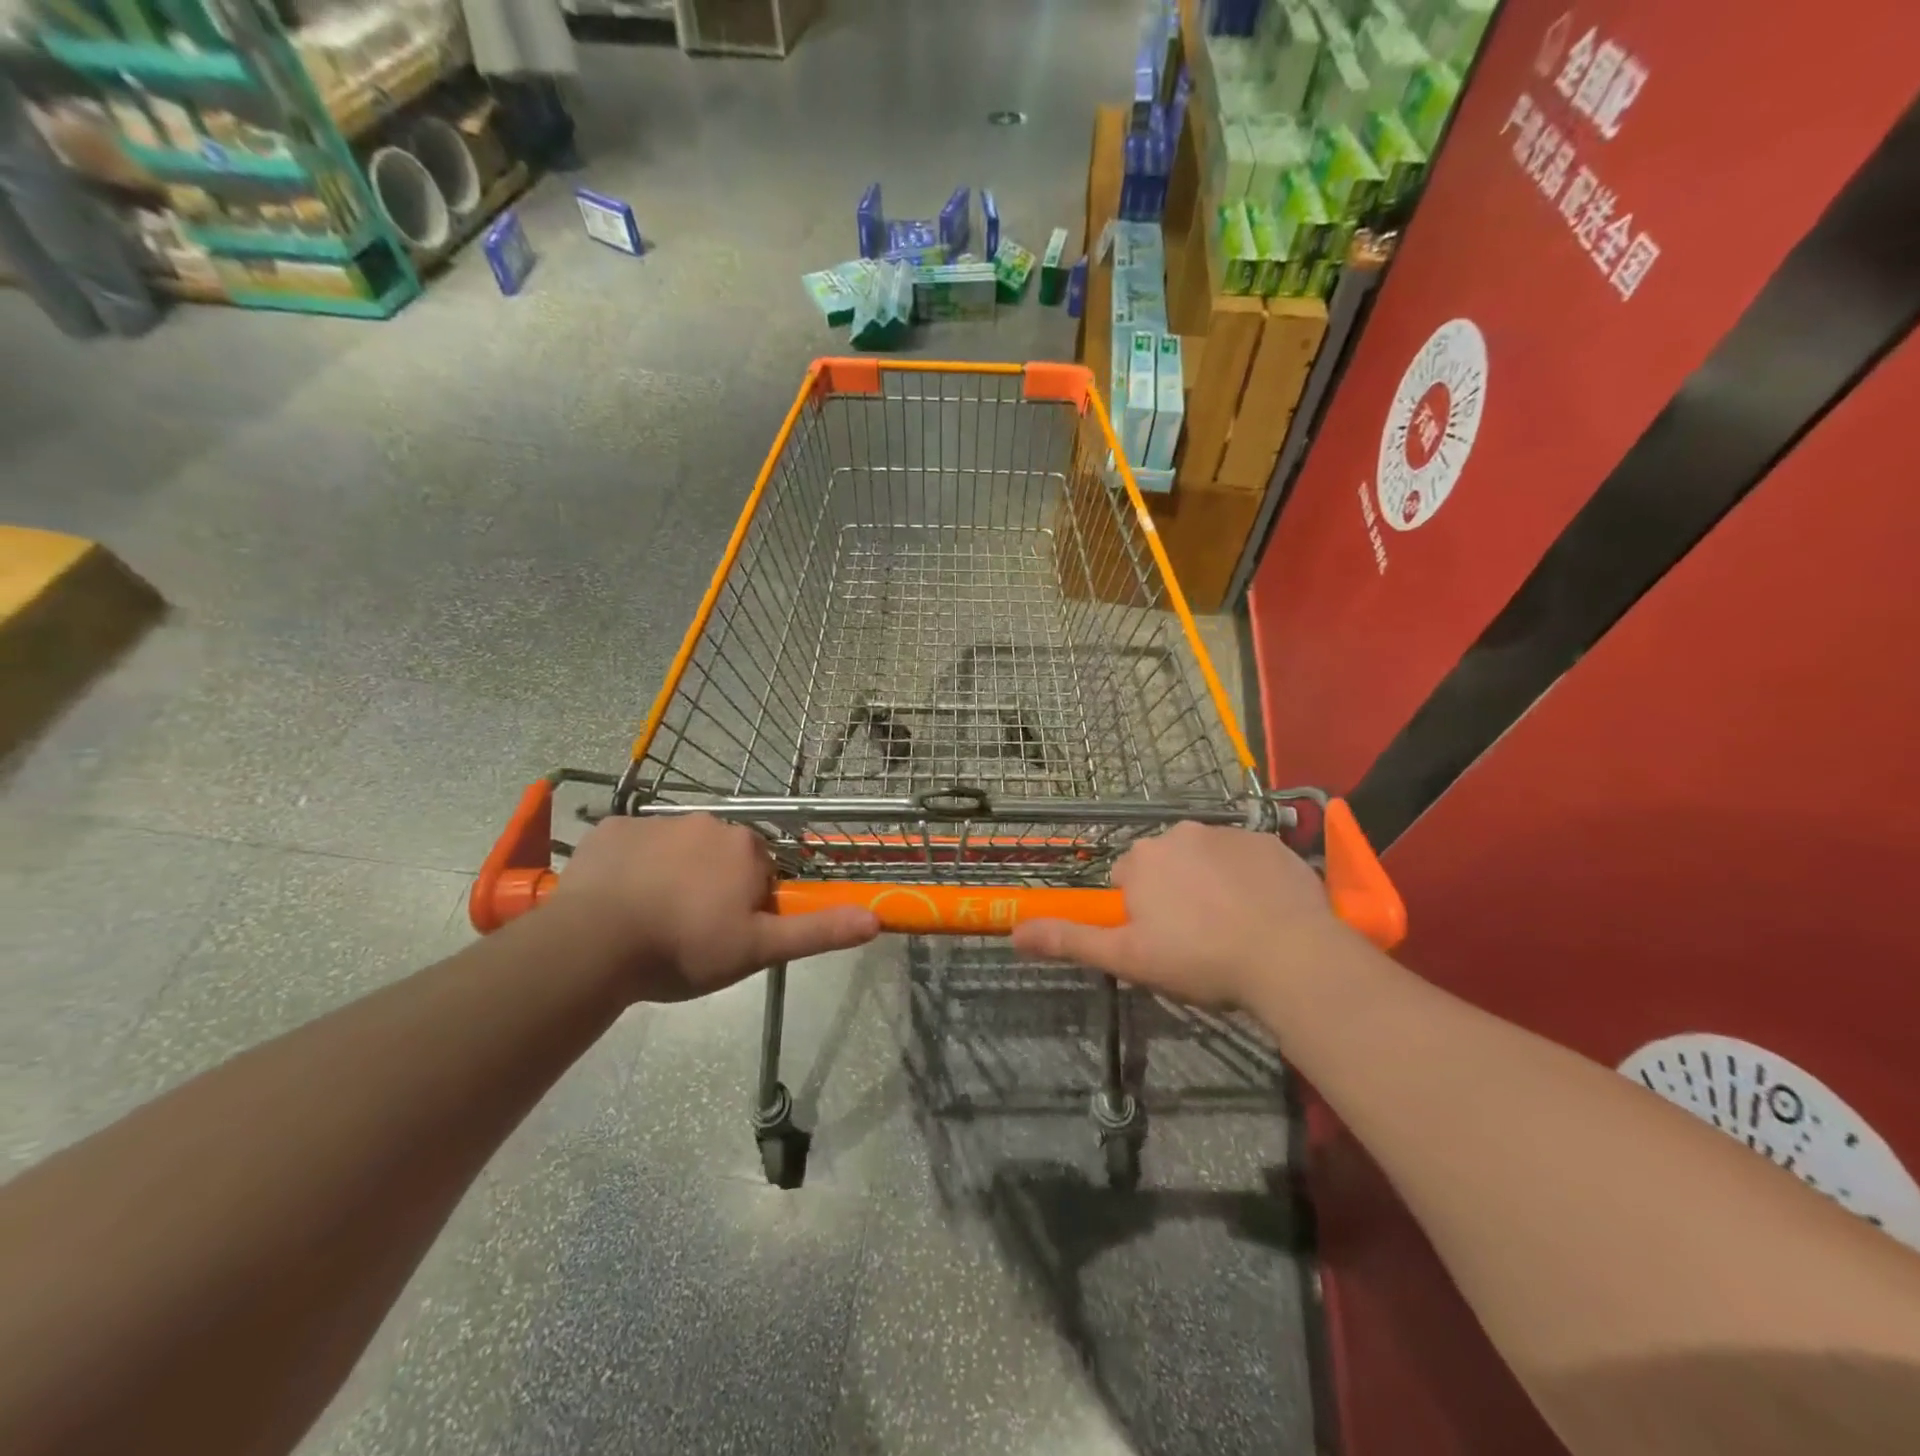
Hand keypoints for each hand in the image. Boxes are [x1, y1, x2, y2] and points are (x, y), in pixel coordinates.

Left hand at [544, 815, 879, 1001]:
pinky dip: (630, 867)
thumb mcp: (759, 949)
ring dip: (671, 874)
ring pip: (676, 849)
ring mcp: (656, 821)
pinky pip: (632, 846)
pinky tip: (617, 901)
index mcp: (746, 847)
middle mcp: (708, 822)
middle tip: (688, 930)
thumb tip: (876, 919)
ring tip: (648, 920)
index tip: (725, 933)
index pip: (760, 870)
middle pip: (719, 855)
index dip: (747, 903)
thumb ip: (818, 931)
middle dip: (711, 884)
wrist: (596, 944)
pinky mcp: (612, 829)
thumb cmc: (687, 947)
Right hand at [1010, 822, 1348, 1010]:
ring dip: (1210, 884)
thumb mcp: (1128, 958)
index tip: (1162, 942)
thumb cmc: (1200, 958)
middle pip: (1165, 864)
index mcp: (1142, 859)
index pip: (1127, 880)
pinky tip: (1264, 912)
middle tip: (1197, 939)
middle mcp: (1180, 832)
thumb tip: (1014, 932)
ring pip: (1206, 859)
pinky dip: (1248, 878)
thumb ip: (1070, 940)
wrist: (1290, 957)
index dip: (1140, 913)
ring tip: (1234, 929)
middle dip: (1174, 893)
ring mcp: (1229, 833)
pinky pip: (1247, 857)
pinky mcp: (1270, 841)